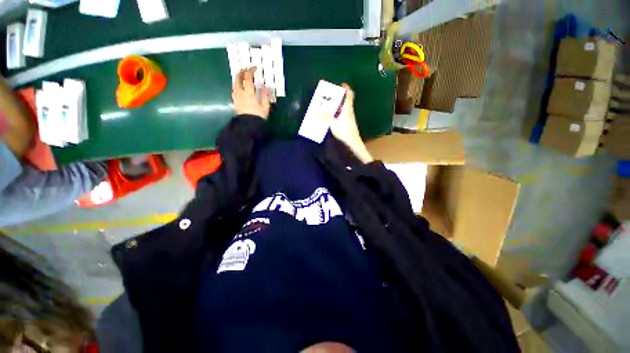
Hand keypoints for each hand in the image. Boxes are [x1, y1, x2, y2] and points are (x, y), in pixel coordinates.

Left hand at [232, 67, 269, 118]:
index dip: (250, 71)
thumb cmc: (258, 117)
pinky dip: (236, 86)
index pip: (248, 78)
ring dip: (237, 78)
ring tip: (241, 77)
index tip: (254, 68)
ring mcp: (236, 97)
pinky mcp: (235, 102)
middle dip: (241, 72)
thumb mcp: (265, 108)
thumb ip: (265, 96)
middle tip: (245, 69)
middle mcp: (241, 93)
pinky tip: (239, 88)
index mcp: (249, 93)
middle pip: (237, 79)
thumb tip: (266, 87)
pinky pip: (234, 90)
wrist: (248, 127)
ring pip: (234, 84)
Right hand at [328, 84, 372, 162]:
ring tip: (325, 105)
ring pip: (341, 109)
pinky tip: (328, 117)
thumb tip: (320, 106)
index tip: (340, 84)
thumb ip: (326, 115)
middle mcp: (349, 112)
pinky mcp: (346, 125)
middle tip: (327, 95)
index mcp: (347, 109)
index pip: (349, 95)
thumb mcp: (333, 123)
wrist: (352, 145)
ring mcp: (348, 119)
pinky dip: (334, 114)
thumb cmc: (344, 132)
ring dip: (334, 106)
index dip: (346, 88)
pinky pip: (339, 116)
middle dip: (337, 97)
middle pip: (344, 101)